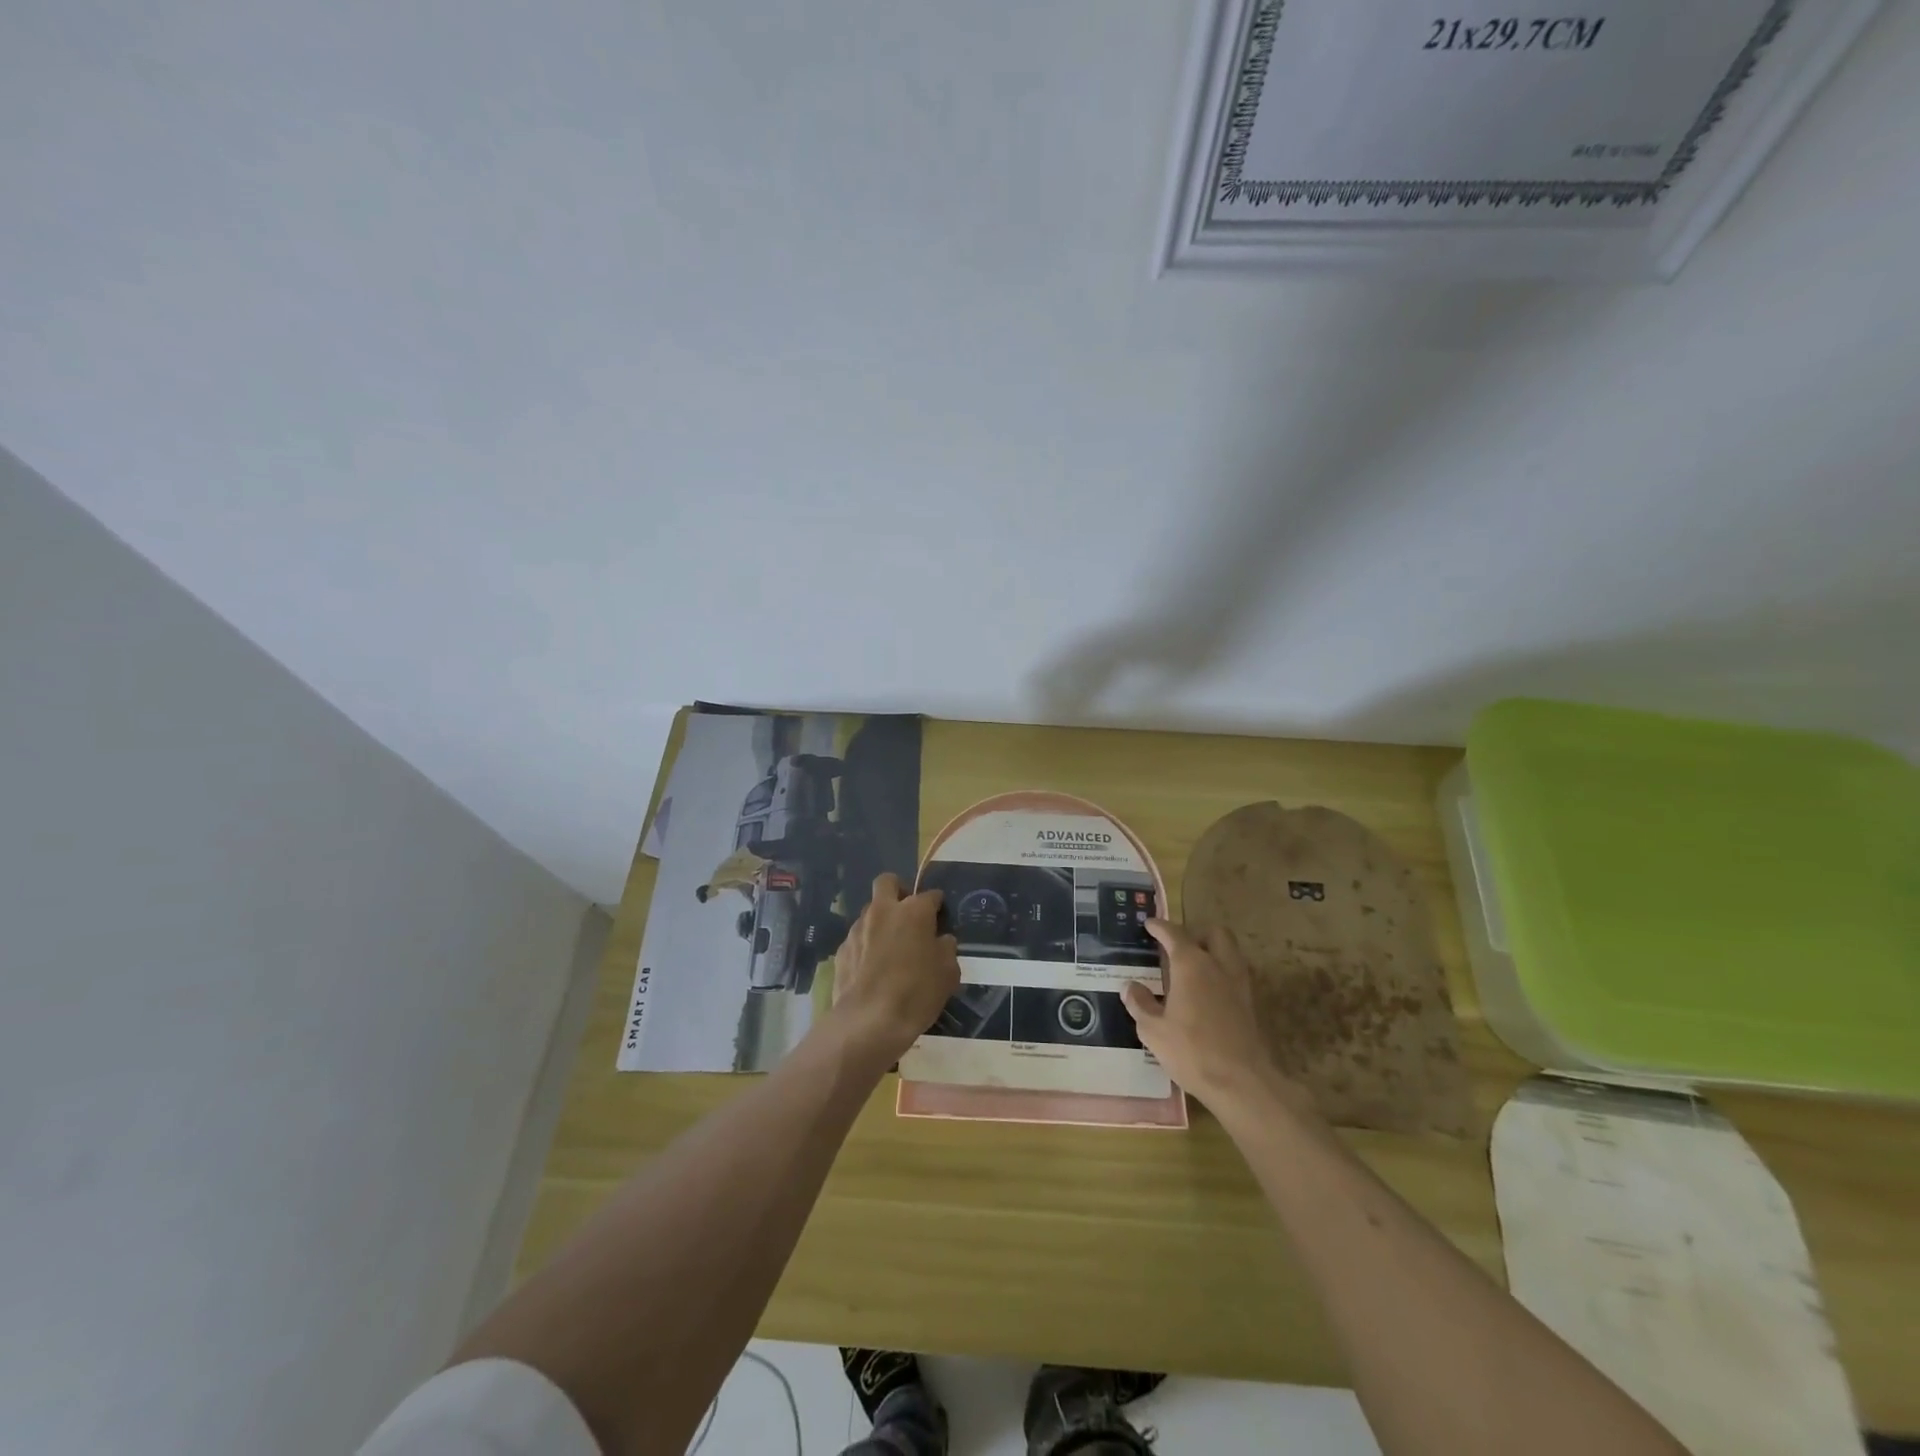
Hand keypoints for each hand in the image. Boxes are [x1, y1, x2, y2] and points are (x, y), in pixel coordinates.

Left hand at [828, 873, 960, 1065]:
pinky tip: (872, 968)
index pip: (930, 895)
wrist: (868, 1022)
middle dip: (898, 890)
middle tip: (908, 913)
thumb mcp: (948, 974)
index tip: (940, 915)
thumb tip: (941, 940)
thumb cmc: (916, 993)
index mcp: (913, 911)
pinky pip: (858, 938)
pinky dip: (866, 944)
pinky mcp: (842, 949)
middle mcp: (883, 911)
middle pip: (887, 882)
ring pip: (870, 911)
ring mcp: (858, 928)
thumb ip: (946, 949)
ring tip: (890, 947)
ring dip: (881, 920)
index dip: (937, 904)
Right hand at [1122, 919, 1315, 1118]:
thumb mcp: (1153, 1030)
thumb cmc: (1192, 1051)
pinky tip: (1207, 993)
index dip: (1160, 926)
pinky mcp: (1250, 1005)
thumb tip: (1131, 987)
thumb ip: (1140, 1004)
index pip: (1174, 934)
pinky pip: (1235, 975)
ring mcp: (1239, 984)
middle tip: (1178, 946)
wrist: (1242, 1083)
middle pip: (1214, 933)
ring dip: (1213, 951)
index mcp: (1191, 965)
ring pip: (1230, 952)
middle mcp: (1218, 966)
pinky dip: (1221, 973)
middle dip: (1196, 933)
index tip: (1149, 924)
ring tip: (1193, 968)